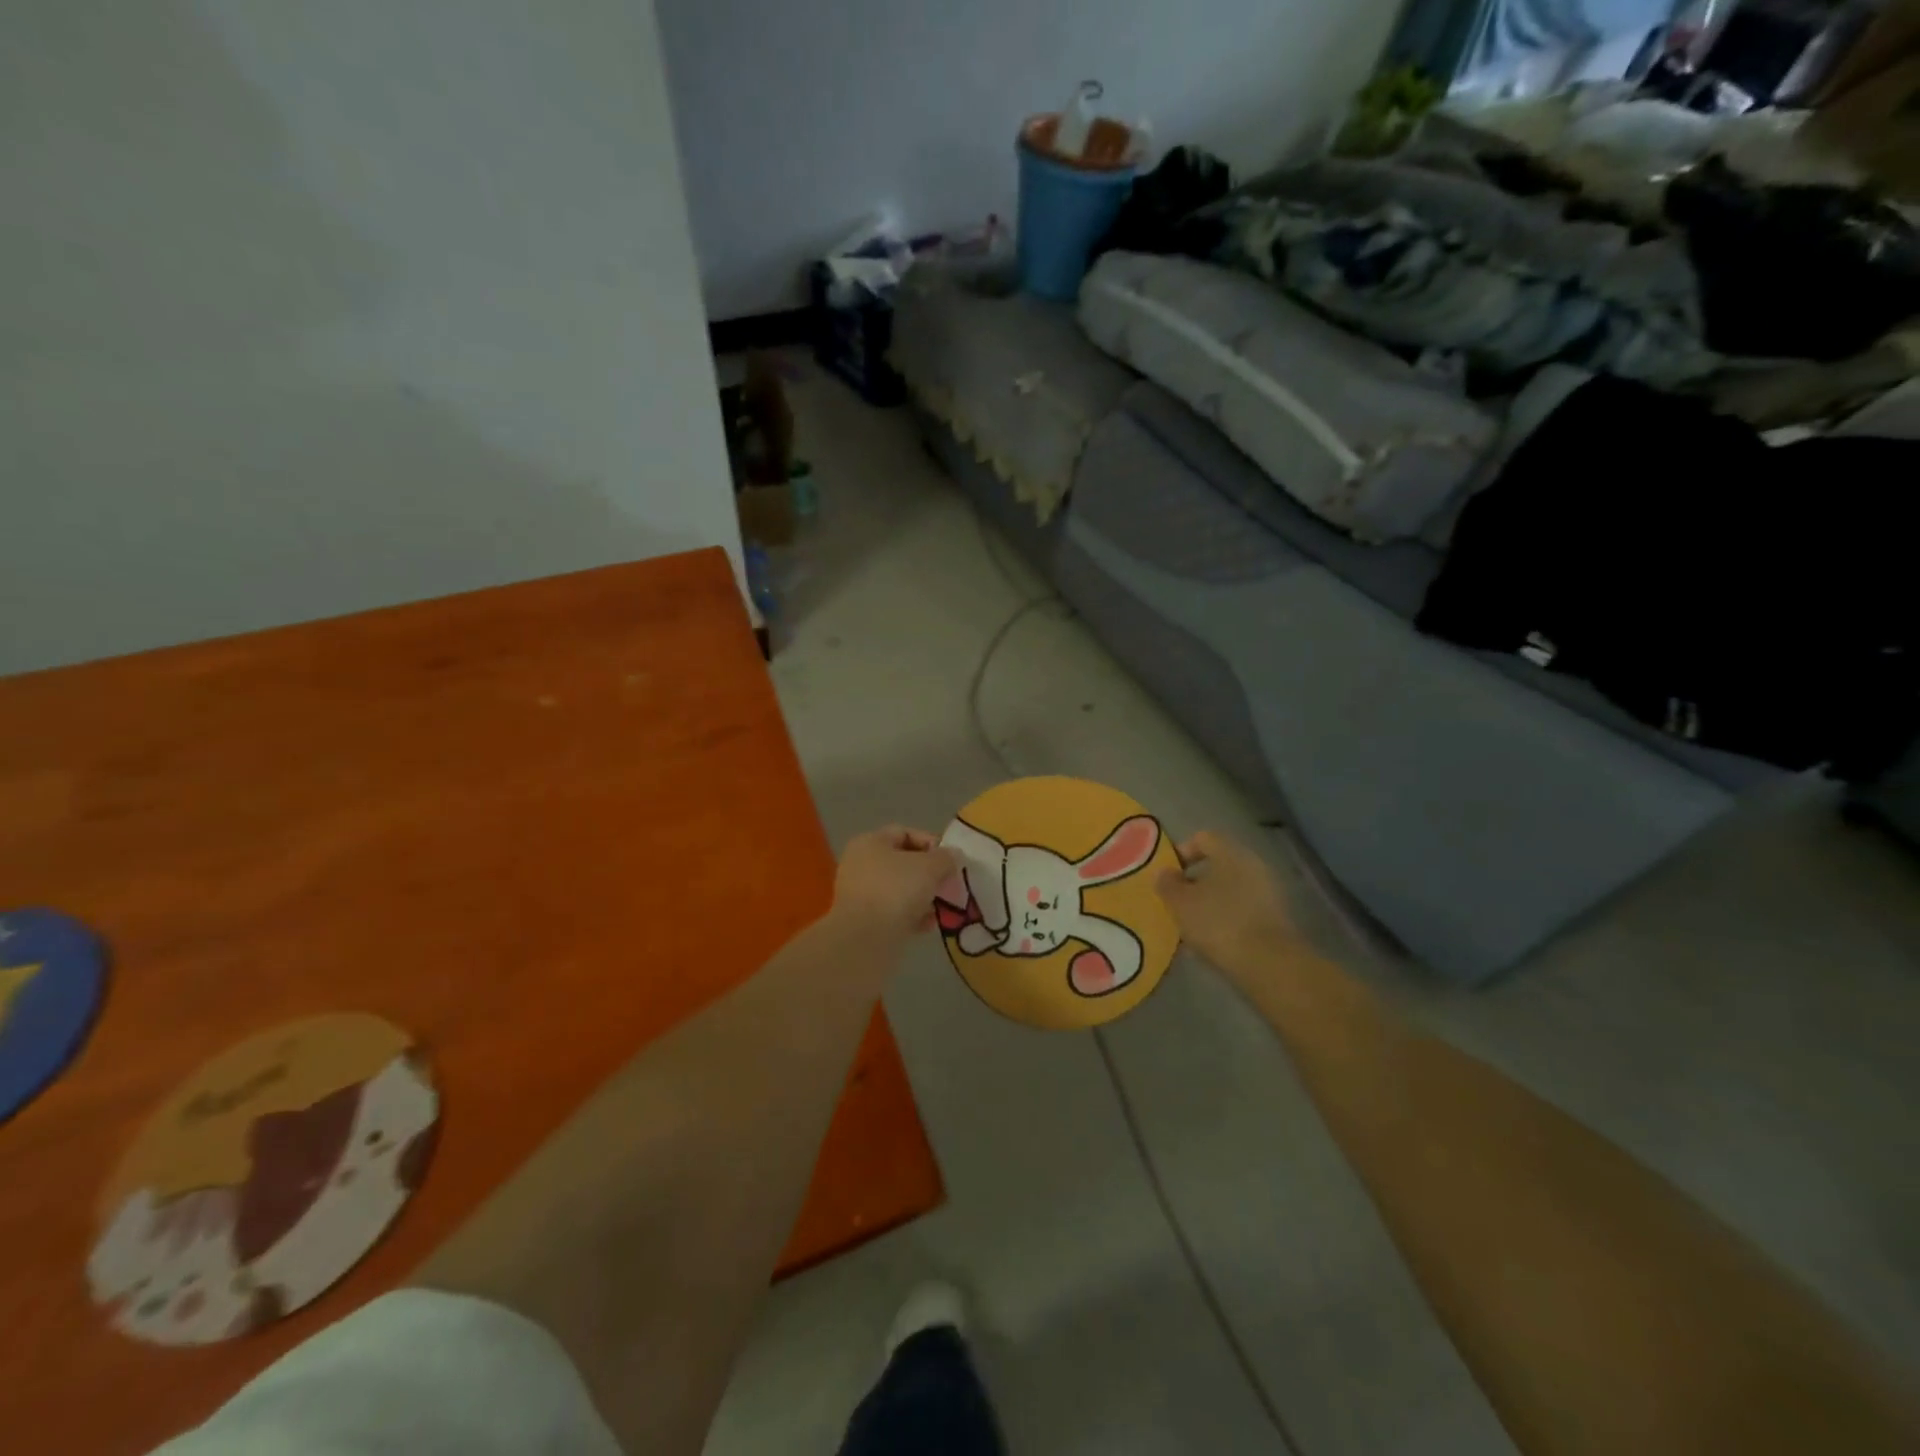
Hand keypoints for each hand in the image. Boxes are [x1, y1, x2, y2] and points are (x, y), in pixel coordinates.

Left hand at [830, 826, 959, 941]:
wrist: (866, 939)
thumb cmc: (897, 890)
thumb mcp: (930, 867)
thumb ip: (946, 858)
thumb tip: (953, 856)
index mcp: (870, 842)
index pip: (905, 833)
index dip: (931, 843)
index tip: (951, 860)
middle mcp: (860, 864)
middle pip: (902, 863)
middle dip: (929, 874)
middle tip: (948, 885)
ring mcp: (860, 894)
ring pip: (899, 890)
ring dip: (922, 897)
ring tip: (940, 908)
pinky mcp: (863, 921)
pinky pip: (893, 912)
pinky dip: (911, 916)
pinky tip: (927, 926)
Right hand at [1157, 831, 1298, 974]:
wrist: (1268, 963)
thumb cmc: (1218, 922)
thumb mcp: (1179, 902)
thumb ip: (1167, 883)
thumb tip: (1166, 873)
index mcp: (1230, 852)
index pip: (1202, 838)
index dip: (1181, 852)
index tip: (1167, 876)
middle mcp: (1252, 864)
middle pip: (1217, 864)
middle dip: (1195, 881)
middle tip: (1177, 902)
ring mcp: (1268, 891)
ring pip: (1230, 888)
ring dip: (1210, 902)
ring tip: (1192, 926)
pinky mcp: (1275, 917)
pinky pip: (1243, 908)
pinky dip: (1226, 918)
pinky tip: (1213, 940)